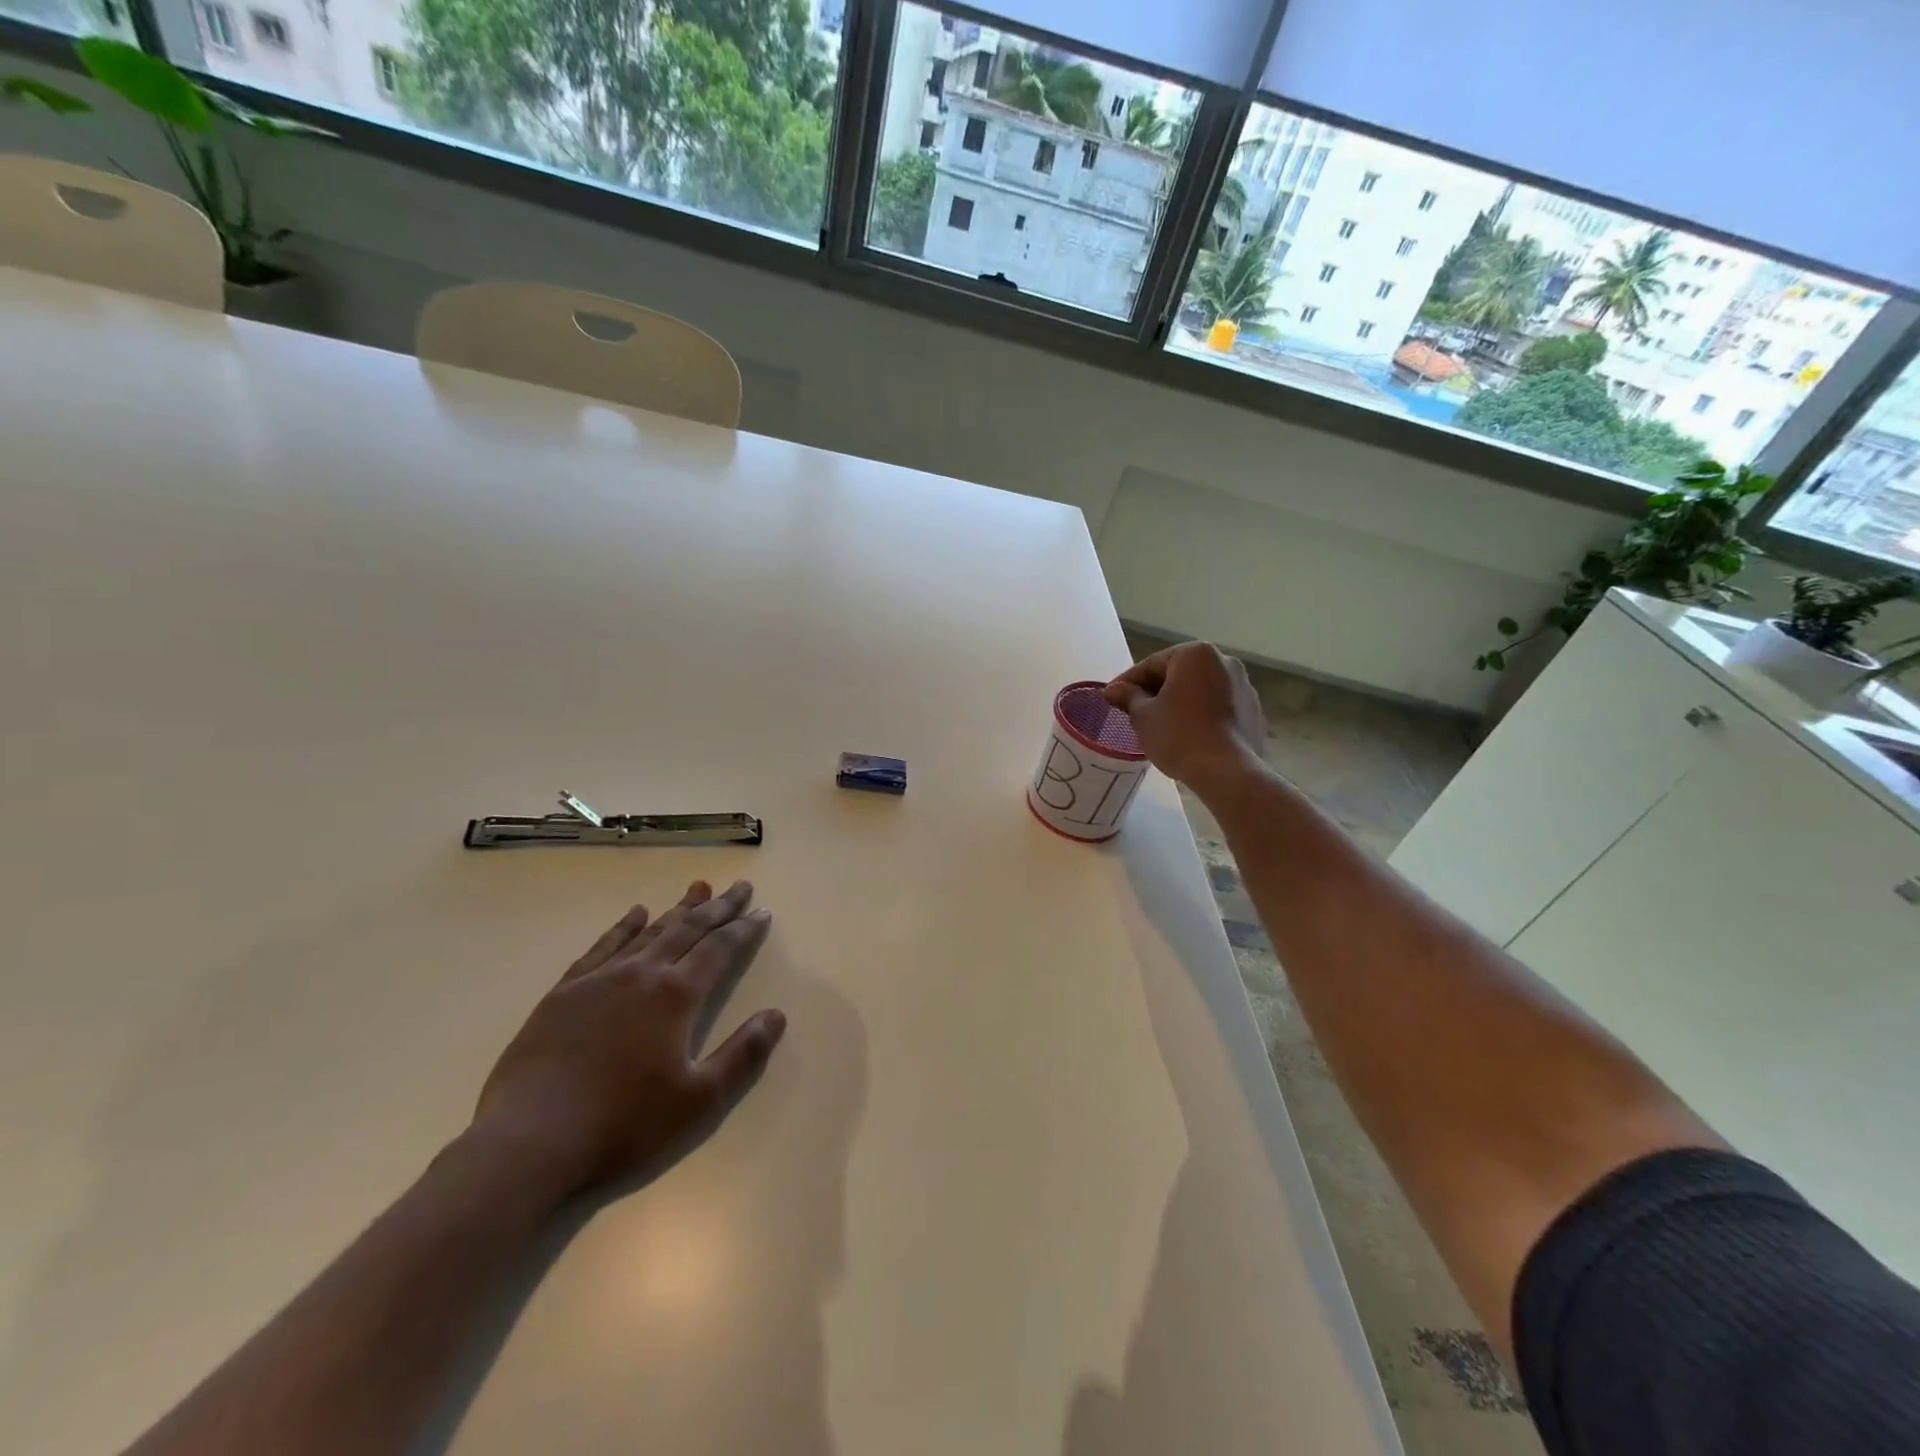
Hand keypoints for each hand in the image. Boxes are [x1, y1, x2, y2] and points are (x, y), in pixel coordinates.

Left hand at [471, 879, 786, 1200]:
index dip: (744, 930)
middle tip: (740, 886)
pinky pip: (602, 947)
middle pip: (688, 929)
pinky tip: (635, 914)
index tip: (763, 912)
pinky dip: (623, 927)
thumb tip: (776, 1015)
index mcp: (677, 996)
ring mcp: (600, 979)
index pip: (720, 950)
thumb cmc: (623, 1123)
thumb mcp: (699, 1100)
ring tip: (698, 887)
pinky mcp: (564, 993)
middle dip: (718, 907)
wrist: (530, 1141)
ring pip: (649, 931)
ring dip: (678, 909)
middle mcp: (642, 974)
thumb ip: (742, 1055)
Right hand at [1102, 642, 1266, 792]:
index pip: (1151, 664)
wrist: (1228, 772)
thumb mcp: (1143, 716)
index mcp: (1196, 654)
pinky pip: (1216, 705)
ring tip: (1160, 724)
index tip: (1110, 697)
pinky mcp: (1253, 710)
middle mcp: (1224, 661)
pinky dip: (1199, 714)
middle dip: (1155, 690)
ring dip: (1178, 701)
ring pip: (1199, 689)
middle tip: (1132, 711)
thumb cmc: (1179, 736)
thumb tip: (1113, 690)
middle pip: (1178, 673)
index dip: (1127, 682)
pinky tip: (1187, 734)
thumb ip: (1128, 697)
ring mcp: (1243, 685)